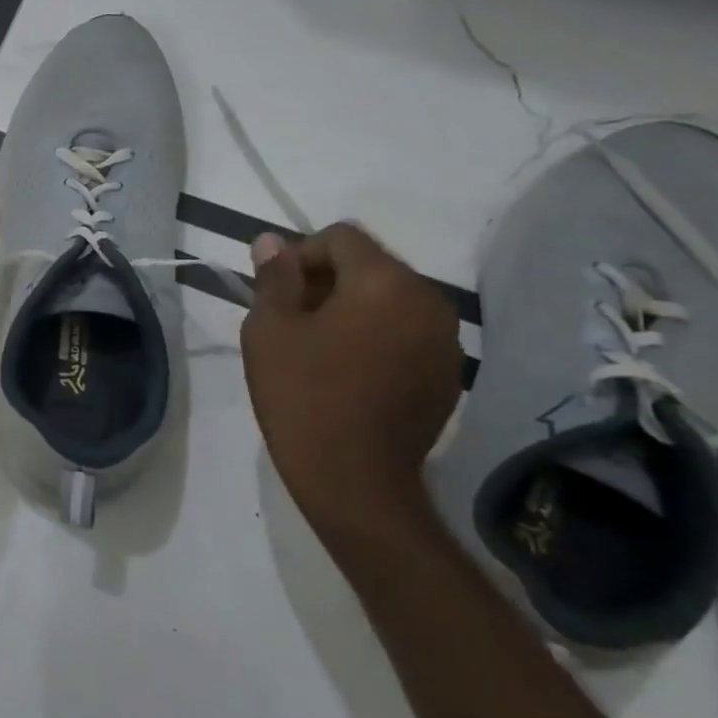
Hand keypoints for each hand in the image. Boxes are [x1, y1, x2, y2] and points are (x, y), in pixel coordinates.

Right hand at [241, 223, 461, 546]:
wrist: (355, 480)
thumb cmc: (303, 395)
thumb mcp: (270, 330)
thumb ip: (274, 278)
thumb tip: (271, 241)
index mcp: (384, 282)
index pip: (341, 237)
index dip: (301, 254)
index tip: (277, 292)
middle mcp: (427, 300)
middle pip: (370, 265)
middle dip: (326, 280)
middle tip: (290, 319)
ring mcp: (444, 340)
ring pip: (389, 299)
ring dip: (352, 308)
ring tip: (318, 347)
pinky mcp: (447, 374)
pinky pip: (406, 332)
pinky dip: (376, 336)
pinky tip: (349, 372)